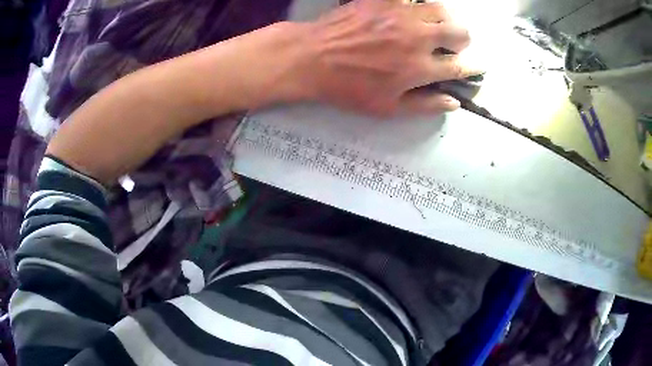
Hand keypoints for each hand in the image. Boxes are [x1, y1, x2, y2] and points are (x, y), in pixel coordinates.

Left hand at [298, 0, 477, 115]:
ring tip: (435, 26)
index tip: (477, 67)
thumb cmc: (347, 87)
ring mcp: (400, 14)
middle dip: (463, 41)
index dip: (472, 68)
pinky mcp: (383, 0)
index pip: (460, 66)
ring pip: (440, 9)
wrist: (311, 57)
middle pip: (459, 32)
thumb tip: (454, 103)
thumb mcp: (386, 108)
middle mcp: (417, 37)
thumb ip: (425, 105)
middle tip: (455, 45)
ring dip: (445, 19)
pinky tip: (410, 11)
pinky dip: (416, 4)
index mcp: (419, 68)